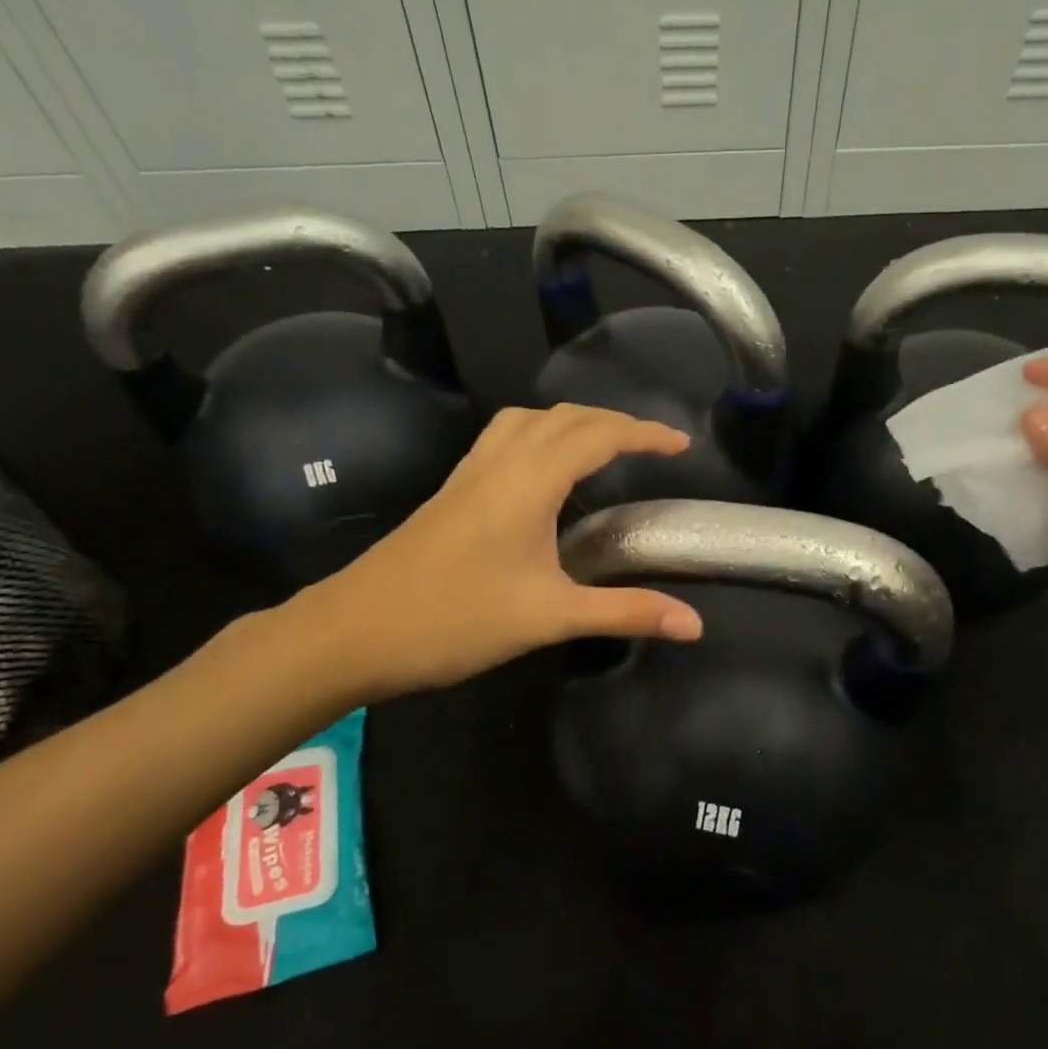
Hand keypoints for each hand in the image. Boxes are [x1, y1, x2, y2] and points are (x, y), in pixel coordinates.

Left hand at [286, 405, 703, 700]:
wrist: (352, 631)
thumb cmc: (454, 620)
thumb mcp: (549, 617)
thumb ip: (624, 612)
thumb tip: (695, 624)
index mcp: (529, 481)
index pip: (599, 436)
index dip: (645, 434)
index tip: (681, 444)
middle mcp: (500, 462)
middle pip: (566, 417)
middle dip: (615, 422)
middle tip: (652, 446)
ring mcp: (470, 473)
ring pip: (530, 421)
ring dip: (574, 422)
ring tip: (603, 446)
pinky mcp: (452, 490)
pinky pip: (506, 438)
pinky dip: (540, 435)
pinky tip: (544, 473)